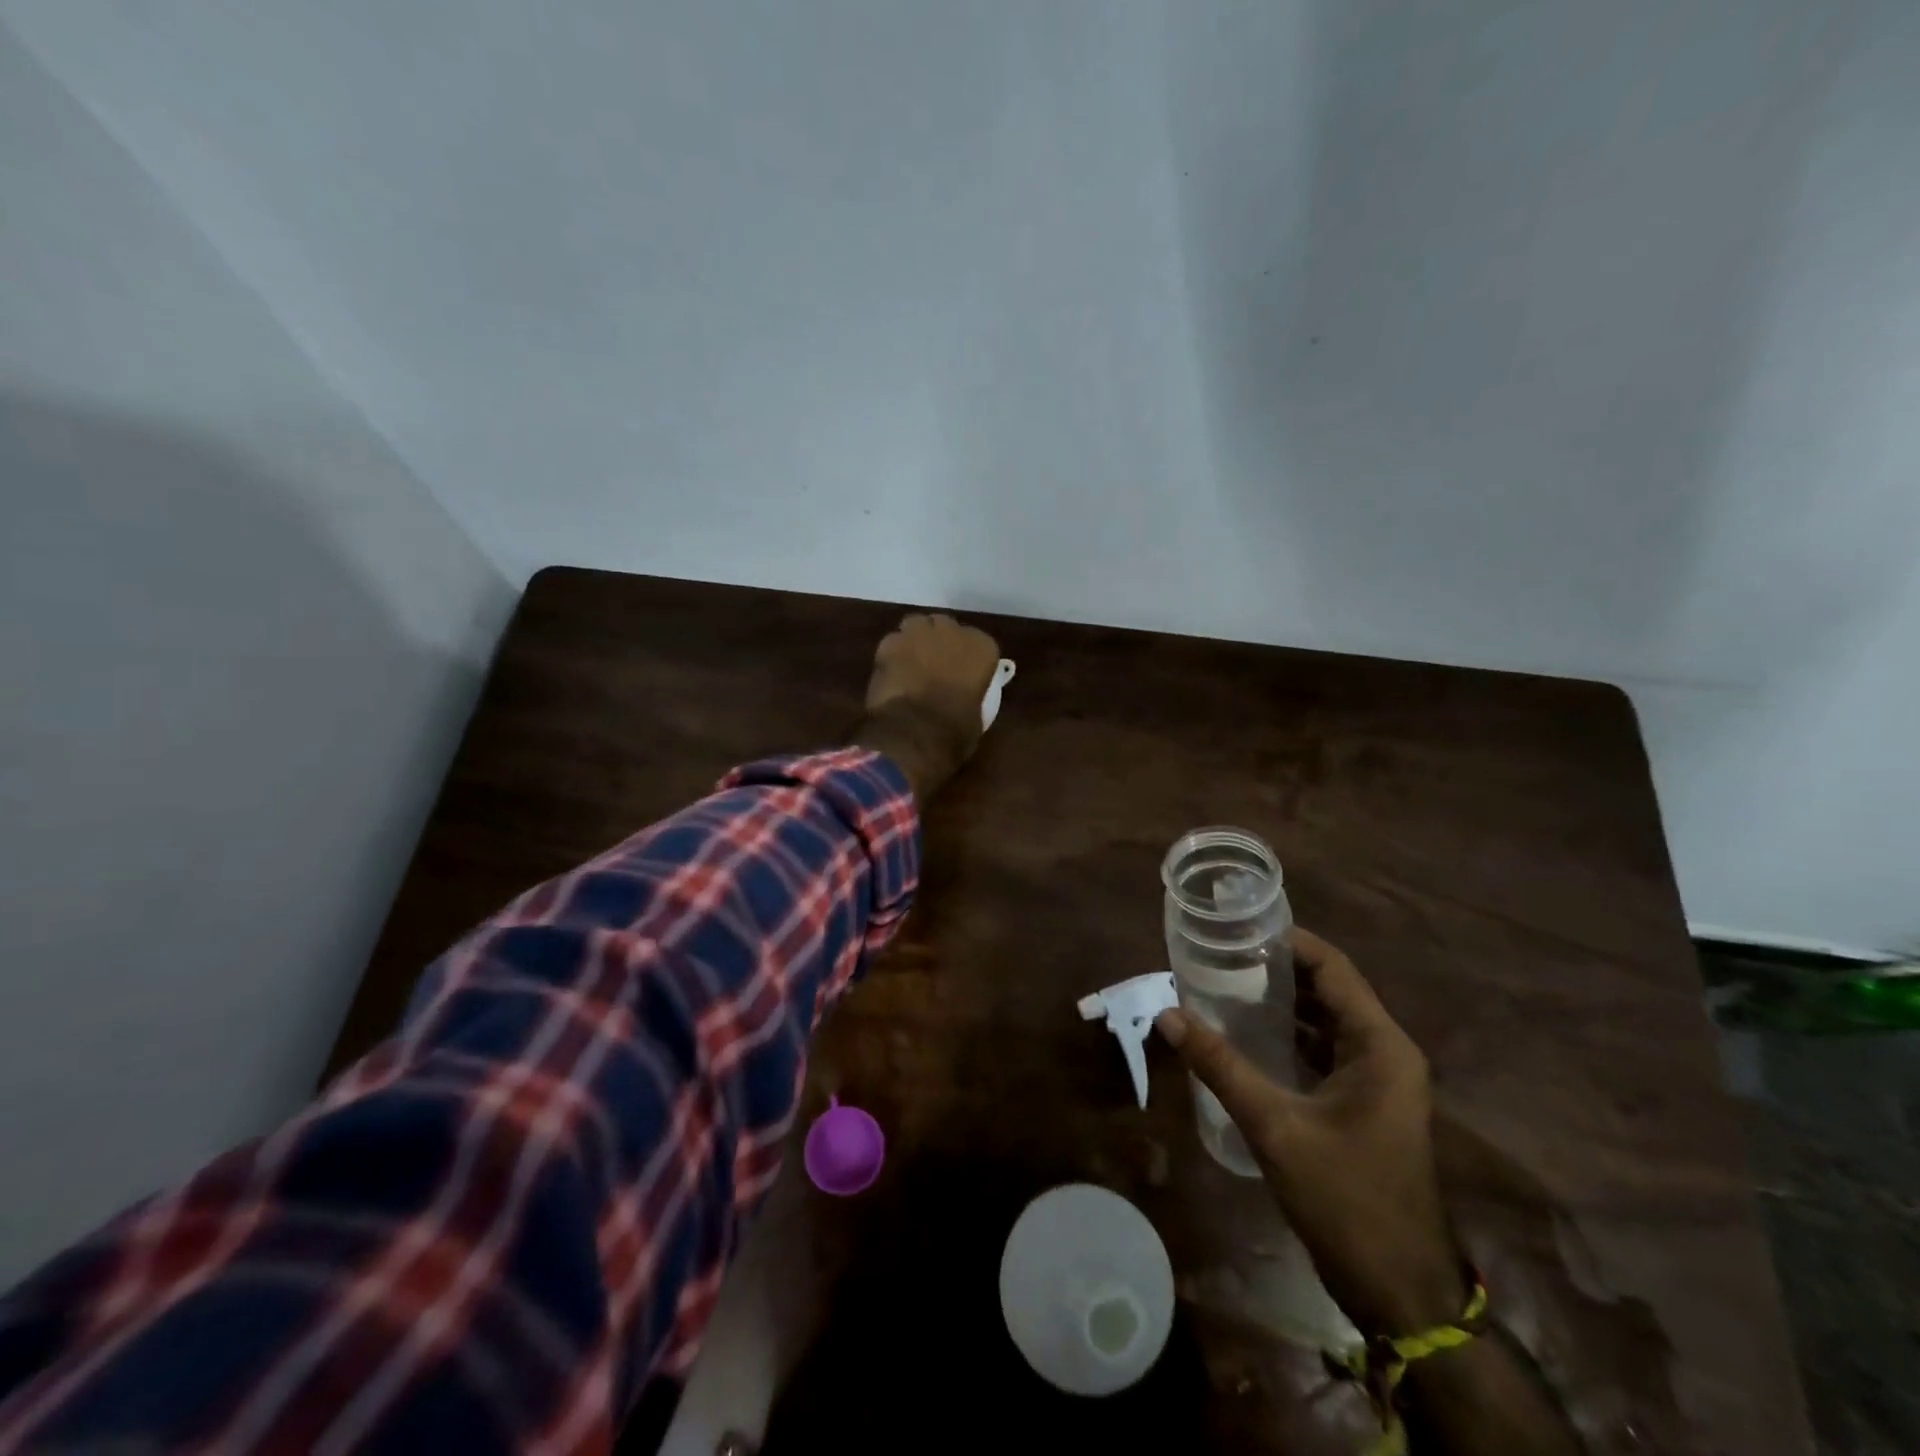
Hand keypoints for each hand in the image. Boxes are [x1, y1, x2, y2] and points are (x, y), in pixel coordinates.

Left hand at [854, 613, 999, 801]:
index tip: (962, 671)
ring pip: (916, 625)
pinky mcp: (889, 643)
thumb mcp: (977, 716)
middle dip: (940, 640)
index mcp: (982, 648)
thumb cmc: (954, 731)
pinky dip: (892, 653)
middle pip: (945, 626)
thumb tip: (965, 700)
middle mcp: (952, 632)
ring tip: (911, 661)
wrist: (914, 734)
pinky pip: (892, 641)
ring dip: (915, 639)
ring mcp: (918, 634)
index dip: (967, 656)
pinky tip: (890, 672)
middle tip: (934, 663)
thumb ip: (972, 695)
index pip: (978, 642)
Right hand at [1156, 929, 1464, 1338]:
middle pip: (1328, 989)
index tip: (1237, 926)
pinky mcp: (1363, 1103)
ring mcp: (1377, 1080)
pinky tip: (1243, 1034)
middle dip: (1275, 969)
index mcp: (1380, 1045)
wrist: (1398, 1290)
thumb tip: (1168, 1015)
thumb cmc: (1346, 1198)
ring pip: (1323, 1020)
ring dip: (1278, 1002)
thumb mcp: (1275, 1126)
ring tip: (1222, 982)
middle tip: (1219, 953)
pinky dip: (1286, 1035)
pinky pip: (1321, 1050)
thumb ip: (1221, 1066)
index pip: (1333, 967)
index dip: (1288, 941)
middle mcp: (1385, 1051)